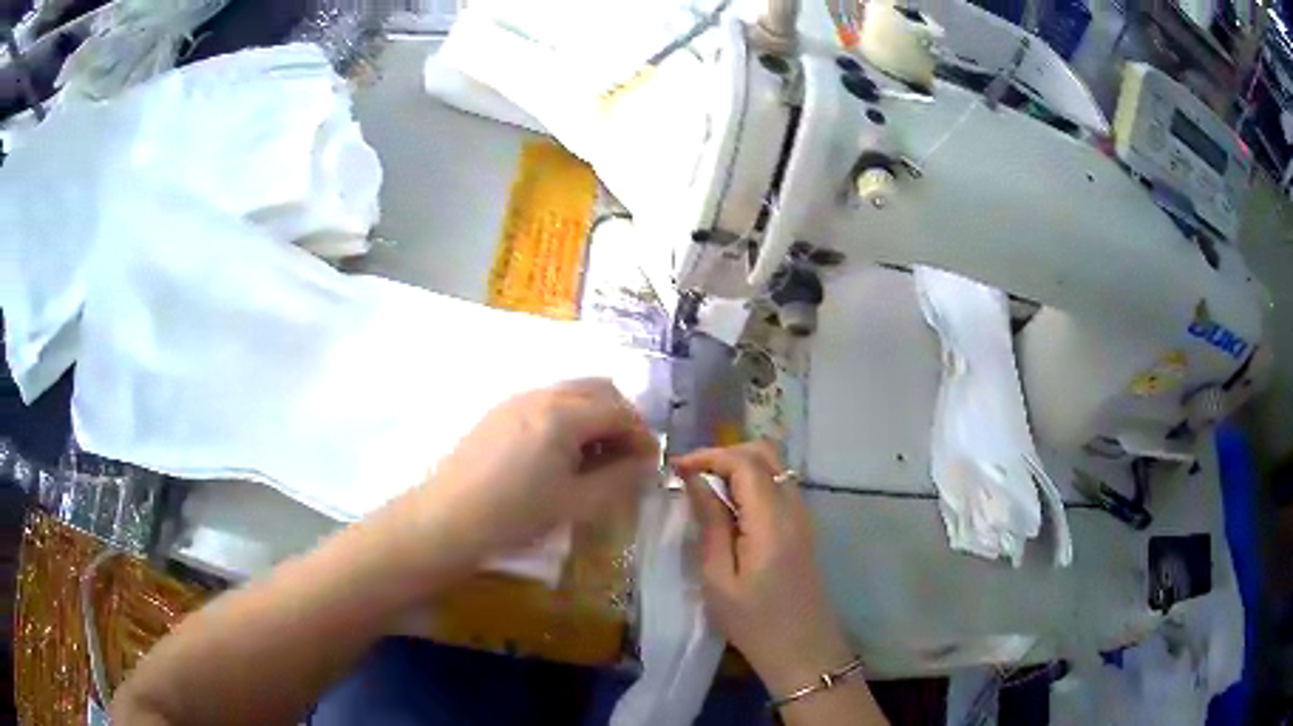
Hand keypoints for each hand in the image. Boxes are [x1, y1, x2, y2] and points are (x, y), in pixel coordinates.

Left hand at [387, 379, 659, 570]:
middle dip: (622, 418)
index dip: (643, 436)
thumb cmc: (514, 516)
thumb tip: (646, 463)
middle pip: (599, 389)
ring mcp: (516, 400)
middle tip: (627, 457)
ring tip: (595, 459)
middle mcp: (541, 395)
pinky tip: (561, 455)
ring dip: (595, 416)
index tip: (650, 466)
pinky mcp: (499, 412)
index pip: (620, 411)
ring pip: (572, 392)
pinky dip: (569, 418)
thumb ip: (620, 479)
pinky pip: (547, 402)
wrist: (446, 520)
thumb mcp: (576, 504)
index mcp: (563, 414)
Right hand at [676, 441, 853, 694]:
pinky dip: (752, 483)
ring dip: (739, 466)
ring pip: (774, 467)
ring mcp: (803, 516)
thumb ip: (711, 524)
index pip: (744, 463)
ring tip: (704, 488)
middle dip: (725, 454)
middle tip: (691, 474)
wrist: (802, 649)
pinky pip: (779, 487)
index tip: (676, 469)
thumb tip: (695, 481)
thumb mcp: (719, 578)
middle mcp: (794, 508)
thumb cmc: (754, 621)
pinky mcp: (803, 527)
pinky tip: (729, 507)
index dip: (708, 456)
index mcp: (772, 520)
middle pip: (765, 453)